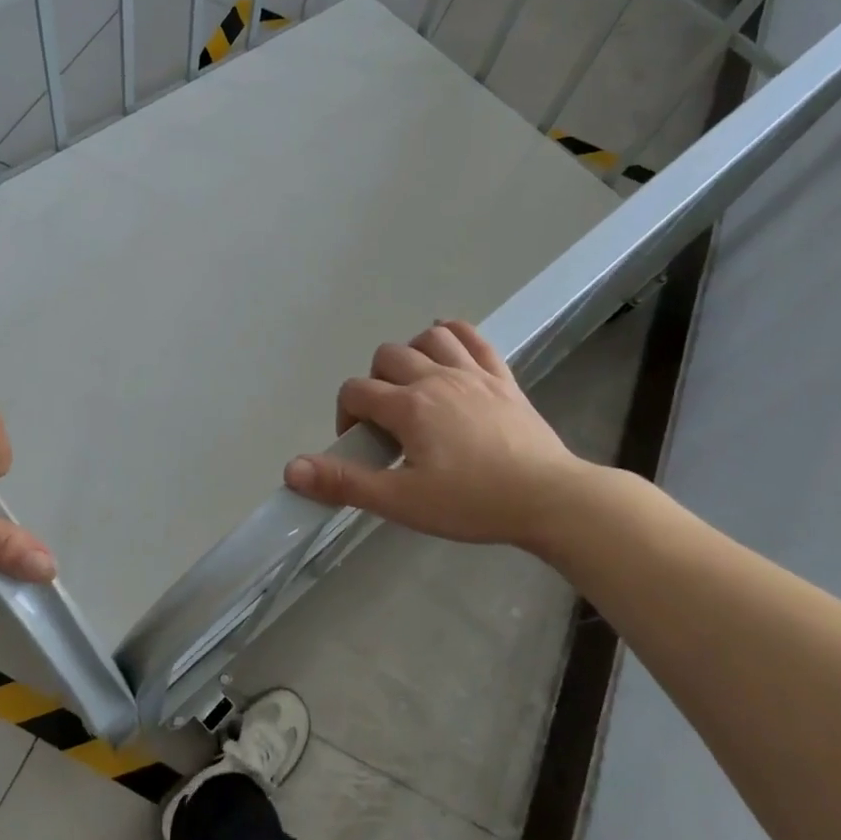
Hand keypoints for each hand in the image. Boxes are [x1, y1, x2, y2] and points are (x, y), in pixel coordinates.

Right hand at [283, 319, 593, 548]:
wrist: (549, 499)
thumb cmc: (473, 503)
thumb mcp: (402, 501)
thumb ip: (345, 483)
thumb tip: (291, 469)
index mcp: (409, 406)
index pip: (356, 391)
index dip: (347, 416)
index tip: (361, 446)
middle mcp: (436, 377)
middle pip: (386, 356)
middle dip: (375, 383)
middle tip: (387, 423)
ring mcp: (474, 373)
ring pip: (429, 337)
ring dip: (412, 354)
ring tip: (415, 388)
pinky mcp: (503, 378)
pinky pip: (473, 338)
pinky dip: (453, 336)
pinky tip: (448, 352)